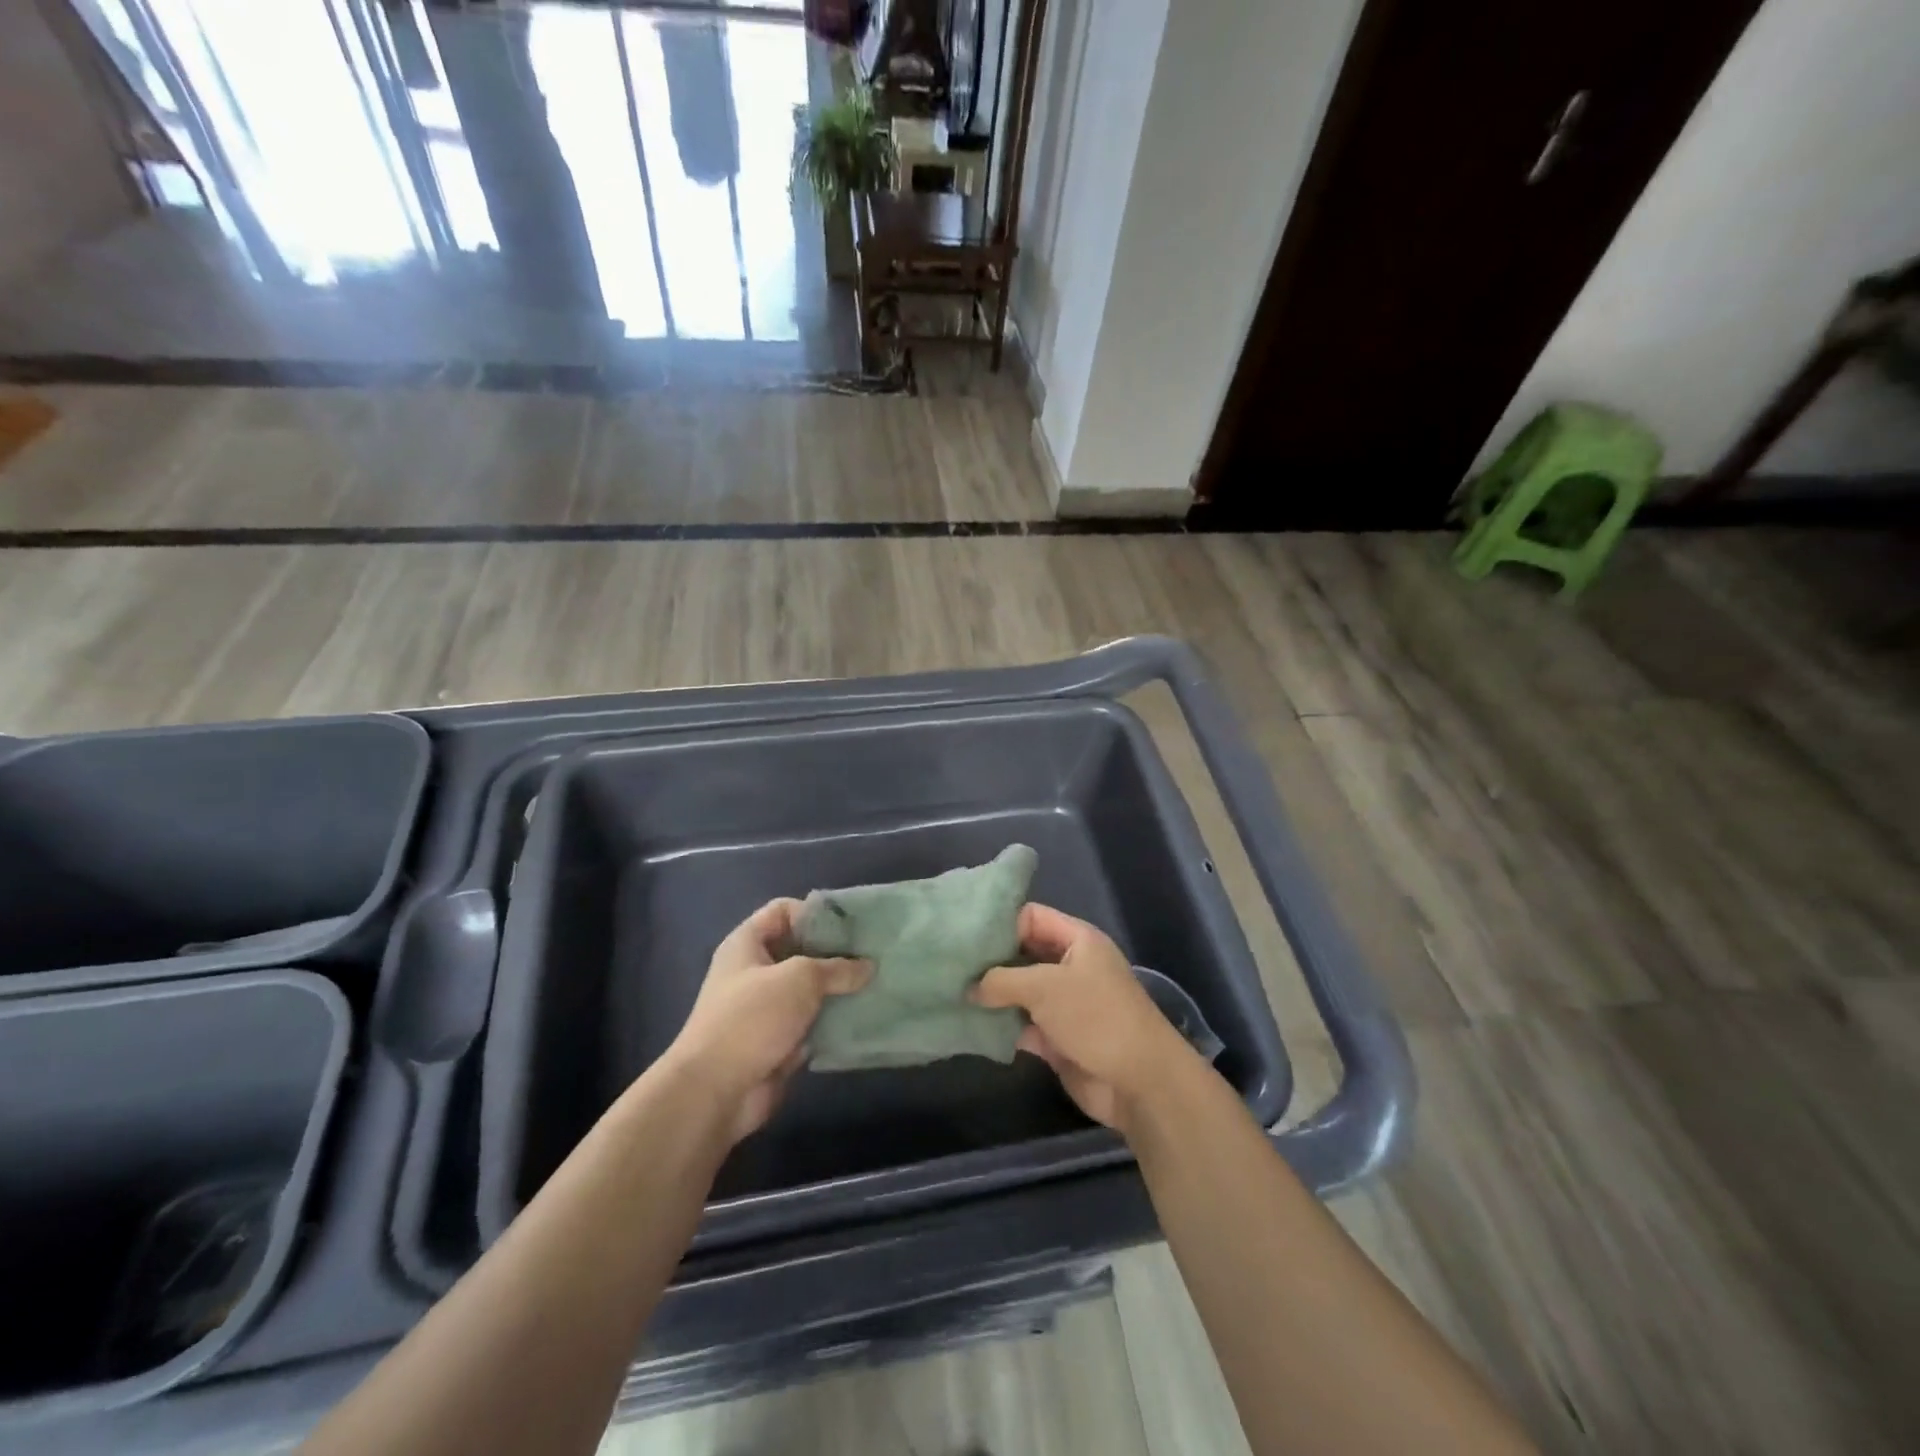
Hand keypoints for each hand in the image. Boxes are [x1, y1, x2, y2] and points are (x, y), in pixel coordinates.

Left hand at [665, 899, 870, 1143]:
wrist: (714, 1092)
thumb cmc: (752, 1018)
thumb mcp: (800, 979)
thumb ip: (837, 968)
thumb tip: (868, 967)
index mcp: (747, 944)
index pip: (783, 910)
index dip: (815, 913)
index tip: (850, 927)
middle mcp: (754, 971)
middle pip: (800, 950)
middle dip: (835, 953)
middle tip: (873, 956)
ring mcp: (765, 1009)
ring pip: (809, 990)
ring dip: (838, 991)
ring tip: (875, 986)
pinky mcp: (777, 1042)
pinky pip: (811, 1023)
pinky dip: (832, 1022)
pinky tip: (863, 1019)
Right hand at [972, 903, 1193, 1133]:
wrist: (1139, 1082)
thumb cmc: (1095, 1017)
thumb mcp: (1045, 987)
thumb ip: (1001, 980)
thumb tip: (969, 988)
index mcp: (1077, 940)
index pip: (1031, 916)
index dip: (999, 922)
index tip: (963, 935)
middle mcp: (1070, 966)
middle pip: (1022, 953)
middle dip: (990, 960)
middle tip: (949, 964)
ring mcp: (1064, 1003)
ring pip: (1020, 991)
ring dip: (992, 995)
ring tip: (950, 992)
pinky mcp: (1057, 1037)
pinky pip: (1022, 1024)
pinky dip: (1001, 1025)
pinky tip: (970, 1025)